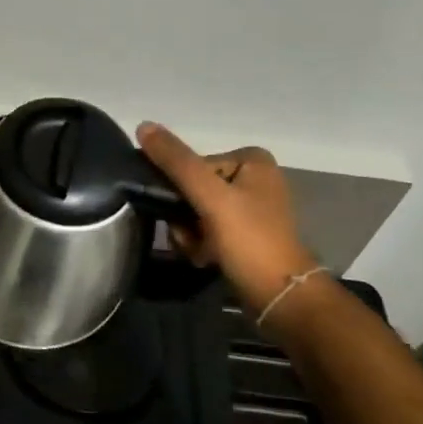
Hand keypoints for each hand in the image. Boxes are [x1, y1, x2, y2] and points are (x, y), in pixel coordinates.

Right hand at [135, 124, 318, 315]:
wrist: (280, 298)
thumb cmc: (249, 240)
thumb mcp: (210, 196)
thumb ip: (176, 162)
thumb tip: (142, 125)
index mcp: (252, 160)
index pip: (192, 166)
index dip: (180, 192)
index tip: (184, 215)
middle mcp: (253, 178)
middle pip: (192, 189)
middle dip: (184, 217)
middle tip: (191, 238)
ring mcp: (249, 207)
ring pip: (195, 212)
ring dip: (189, 234)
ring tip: (200, 252)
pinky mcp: (245, 233)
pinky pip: (206, 229)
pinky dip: (200, 244)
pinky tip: (207, 258)